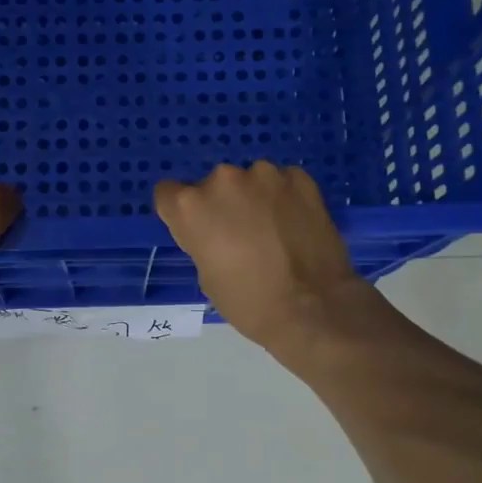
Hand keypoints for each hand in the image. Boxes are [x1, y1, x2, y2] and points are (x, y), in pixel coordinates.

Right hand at [154, 162, 369, 353]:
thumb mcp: (206, 275)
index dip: (181, 213)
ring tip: (273, 232)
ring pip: (250, 181)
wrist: (313, 308)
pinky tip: (295, 226)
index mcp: (191, 206)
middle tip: (240, 236)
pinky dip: (284, 199)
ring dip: (255, 199)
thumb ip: (202, 240)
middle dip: (223, 205)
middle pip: (213, 186)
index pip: (168, 193)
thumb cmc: (249, 302)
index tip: (197, 230)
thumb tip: (216, 231)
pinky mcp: (299, 178)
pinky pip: (282, 183)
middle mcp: (223, 179)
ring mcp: (264, 174)